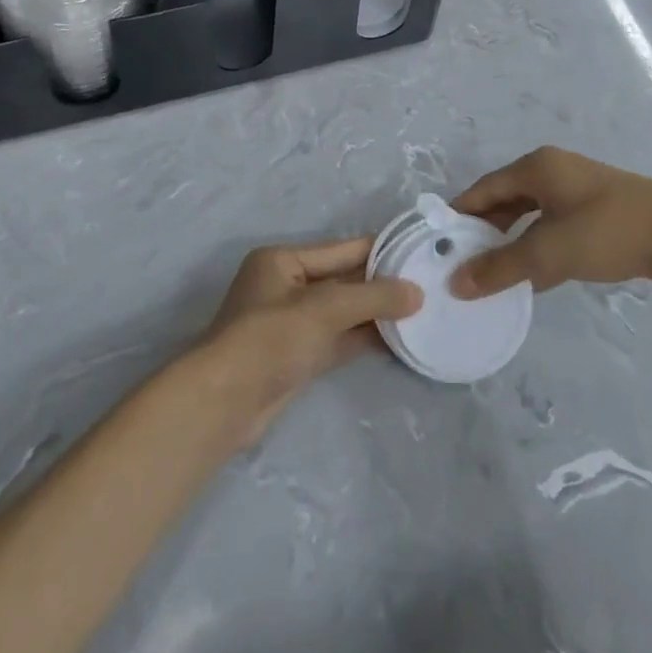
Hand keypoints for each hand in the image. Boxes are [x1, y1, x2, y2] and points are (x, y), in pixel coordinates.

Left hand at [201, 237, 421, 446]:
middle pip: (343, 280)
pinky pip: (338, 339)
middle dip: (381, 284)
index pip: (341, 249)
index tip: (418, 251)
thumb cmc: (271, 338)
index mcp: (283, 260)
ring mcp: (292, 323)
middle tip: (427, 284)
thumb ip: (373, 297)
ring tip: (421, 311)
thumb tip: (417, 293)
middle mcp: (286, 286)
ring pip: (343, 312)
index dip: (380, 251)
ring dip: (376, 314)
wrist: (224, 402)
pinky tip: (397, 339)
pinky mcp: (297, 356)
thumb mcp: (325, 309)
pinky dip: (364, 338)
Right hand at [448, 147, 651, 298]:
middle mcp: (553, 171)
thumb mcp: (548, 251)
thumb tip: (456, 283)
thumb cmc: (607, 231)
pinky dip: (538, 248)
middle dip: (483, 230)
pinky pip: (553, 227)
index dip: (459, 214)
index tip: (437, 243)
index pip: (483, 188)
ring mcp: (577, 191)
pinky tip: (531, 277)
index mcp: (536, 167)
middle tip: (460, 262)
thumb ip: (500, 267)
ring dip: (511, 242)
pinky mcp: (597, 213)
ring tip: (489, 272)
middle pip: (505, 199)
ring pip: (530, 215)